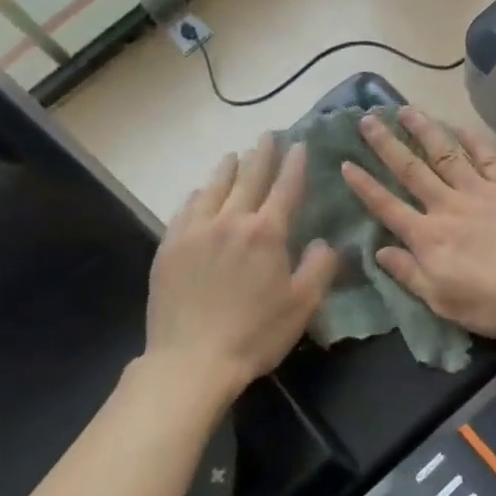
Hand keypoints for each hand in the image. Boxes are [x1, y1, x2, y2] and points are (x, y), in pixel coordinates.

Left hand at [147, 134, 340, 396]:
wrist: (192, 360)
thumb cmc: (255, 334)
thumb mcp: (303, 305)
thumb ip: (320, 267)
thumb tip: (326, 241)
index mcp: (266, 233)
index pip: (285, 188)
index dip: (294, 164)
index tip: (299, 145)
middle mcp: (230, 221)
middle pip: (248, 178)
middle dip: (261, 155)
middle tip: (267, 136)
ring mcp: (195, 231)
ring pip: (213, 187)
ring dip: (227, 168)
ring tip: (234, 156)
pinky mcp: (169, 246)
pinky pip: (185, 209)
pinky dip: (198, 194)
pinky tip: (200, 192)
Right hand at [341, 108, 495, 336]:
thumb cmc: (494, 302)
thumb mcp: (442, 301)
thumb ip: (409, 274)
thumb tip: (379, 252)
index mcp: (428, 237)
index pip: (387, 207)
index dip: (364, 186)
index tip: (346, 163)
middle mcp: (447, 206)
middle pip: (411, 170)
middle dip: (386, 145)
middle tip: (367, 119)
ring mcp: (480, 191)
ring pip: (445, 154)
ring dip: (424, 131)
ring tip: (406, 109)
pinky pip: (487, 157)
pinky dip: (471, 140)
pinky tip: (459, 126)